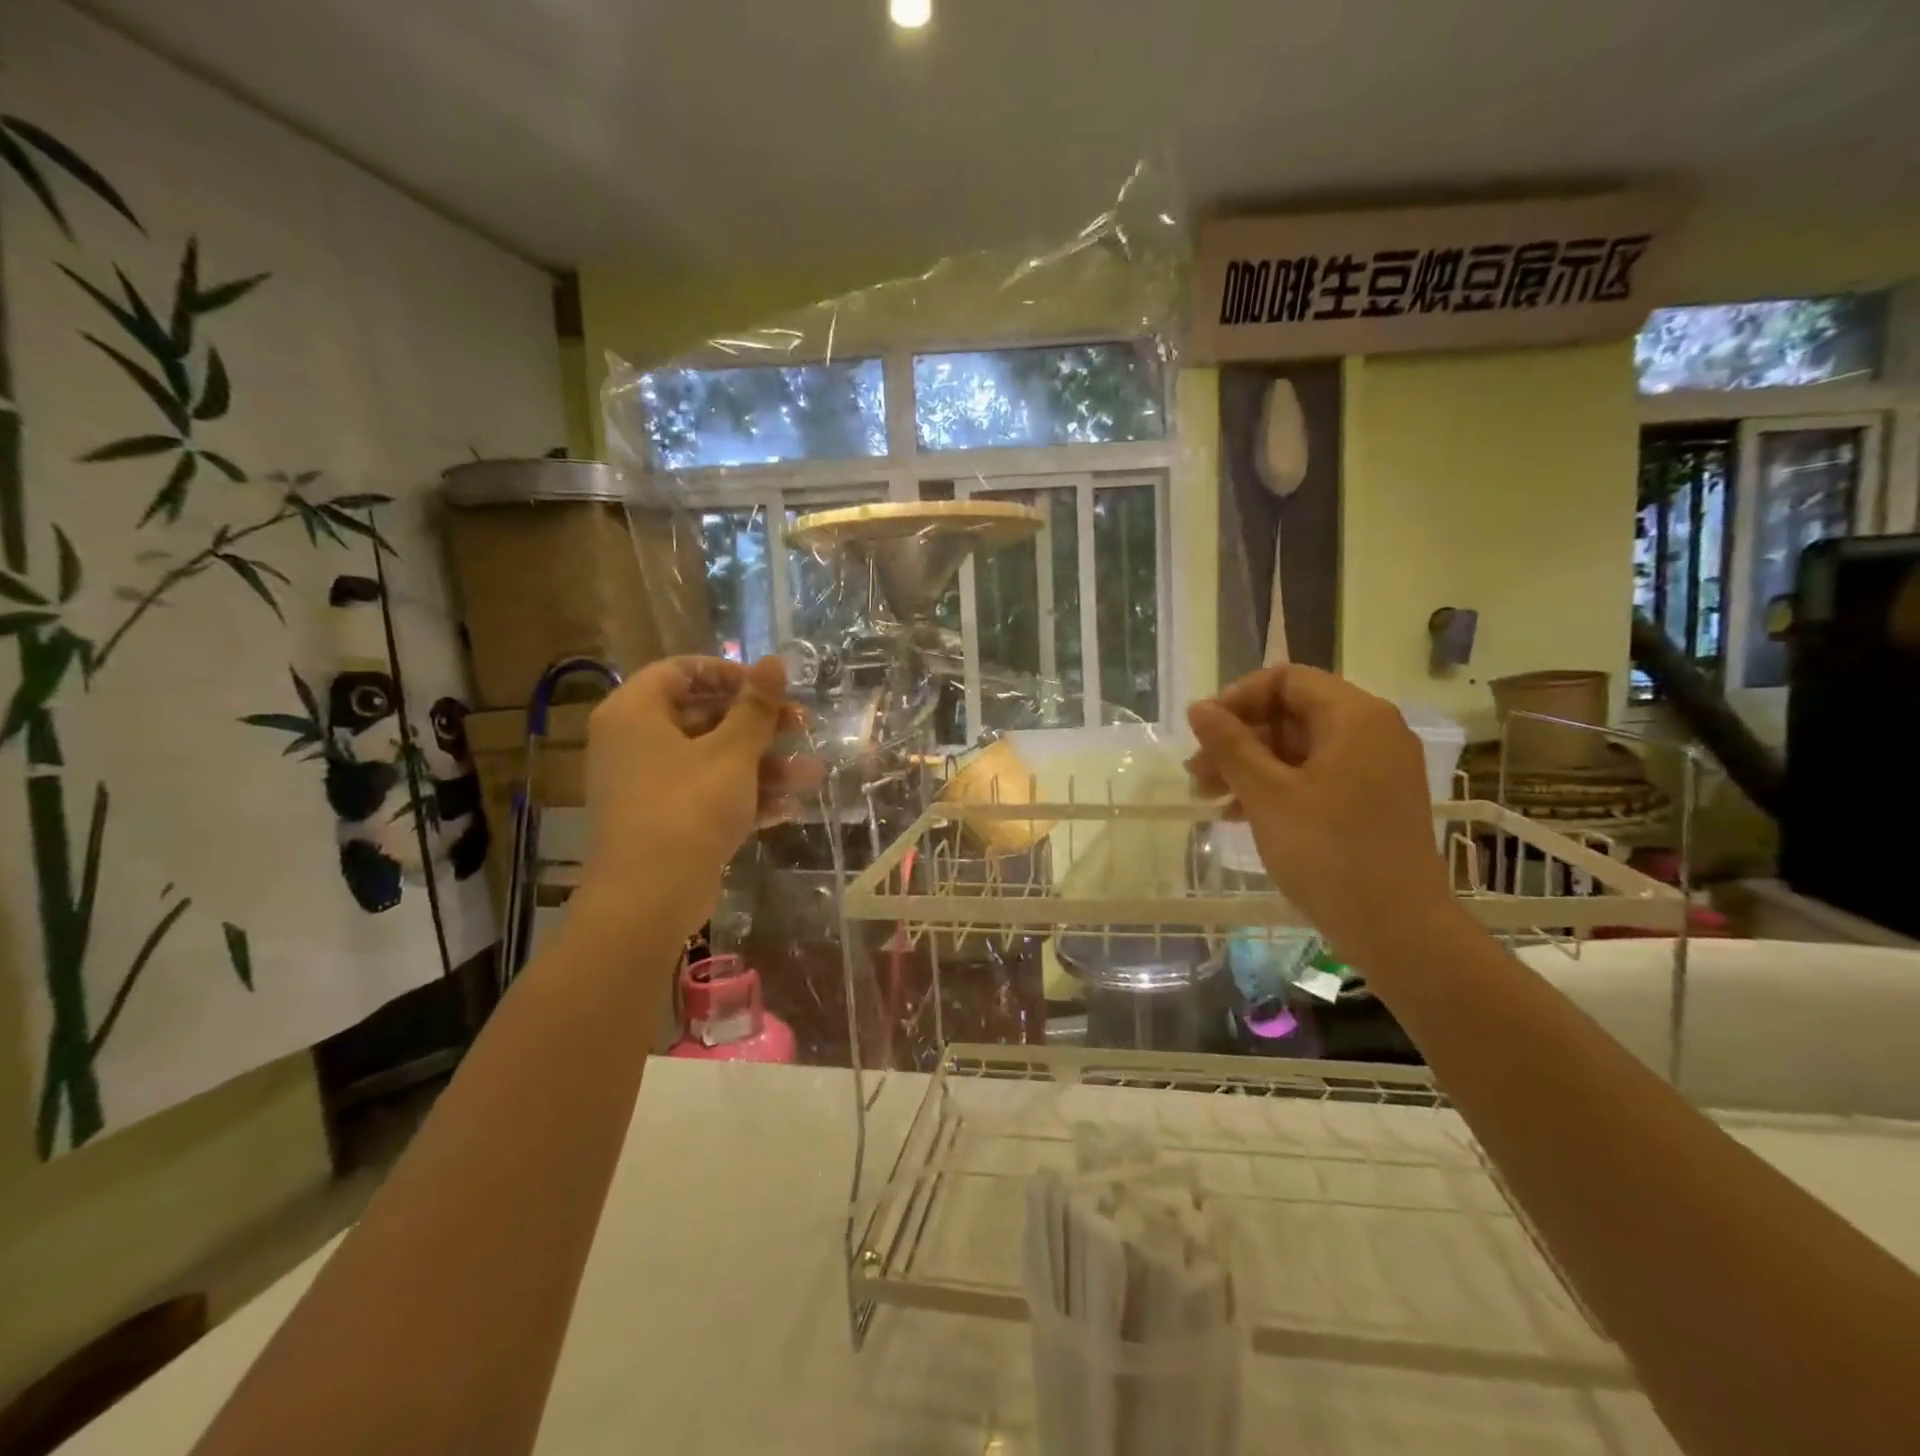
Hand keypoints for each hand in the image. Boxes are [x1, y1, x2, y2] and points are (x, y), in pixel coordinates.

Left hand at [575, 655, 814, 941]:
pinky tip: (787, 808)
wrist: (649, 899)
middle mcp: (633, 742)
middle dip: (759, 725)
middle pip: (702, 716)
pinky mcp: (662, 820)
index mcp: (635, 712)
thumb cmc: (689, 808)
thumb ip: (756, 706)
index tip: (770, 688)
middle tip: (802, 726)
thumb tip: (775, 660)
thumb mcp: (732, 752)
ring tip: (811, 775)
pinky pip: (705, 794)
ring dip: (762, 765)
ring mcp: (646, 784)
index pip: (682, 670)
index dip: (730, 674)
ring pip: (711, 760)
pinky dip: (742, 797)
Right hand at [1186, 665, 1452, 968]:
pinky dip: (1277, 787)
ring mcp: (1376, 769)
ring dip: (1251, 766)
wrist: (1398, 929)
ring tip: (1209, 796)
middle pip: (1292, 714)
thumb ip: (1230, 745)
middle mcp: (1373, 732)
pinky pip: (1317, 776)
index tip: (1204, 731)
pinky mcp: (1373, 801)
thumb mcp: (1267, 794)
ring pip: (1300, 748)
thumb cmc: (1329, 852)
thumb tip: (1199, 708)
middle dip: (1239, 738)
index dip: (1238, 698)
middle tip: (1197, 772)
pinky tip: (1240, 814)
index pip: (1286, 680)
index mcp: (1355, 716)